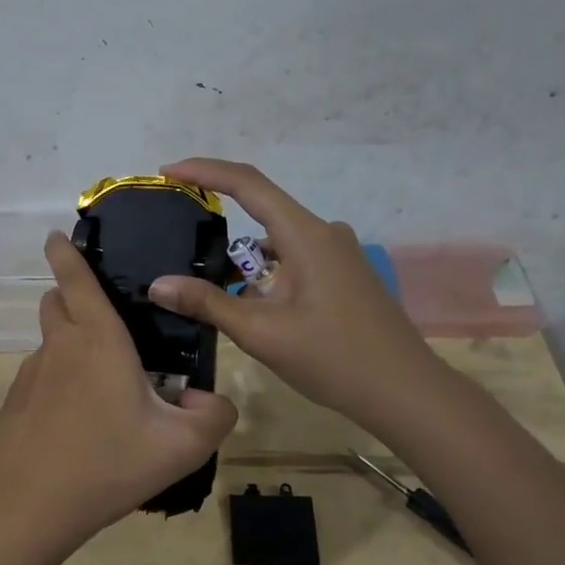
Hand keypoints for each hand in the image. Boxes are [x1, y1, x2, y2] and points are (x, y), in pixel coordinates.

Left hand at [0, 232, 237, 551]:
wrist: (25, 506)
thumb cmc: (106, 464)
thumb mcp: (181, 446)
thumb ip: (213, 416)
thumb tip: (209, 401)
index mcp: (98, 340)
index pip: (77, 279)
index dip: (66, 253)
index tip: (56, 235)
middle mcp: (60, 347)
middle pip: (55, 302)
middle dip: (70, 293)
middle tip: (102, 314)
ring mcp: (31, 375)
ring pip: (50, 342)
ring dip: (70, 344)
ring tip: (103, 384)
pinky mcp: (16, 404)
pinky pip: (41, 378)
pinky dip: (59, 382)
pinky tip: (78, 423)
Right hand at [147, 158, 438, 429]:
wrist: (406, 393)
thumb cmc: (334, 359)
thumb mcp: (262, 332)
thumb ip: (207, 303)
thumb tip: (158, 285)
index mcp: (306, 235)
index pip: (248, 184)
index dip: (205, 171)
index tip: (169, 172)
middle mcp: (324, 233)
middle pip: (261, 213)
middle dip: (219, 226)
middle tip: (178, 245)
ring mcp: (338, 255)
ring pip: (276, 244)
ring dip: (243, 264)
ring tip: (210, 294)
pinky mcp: (344, 276)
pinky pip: (293, 262)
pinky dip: (266, 277)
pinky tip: (252, 310)